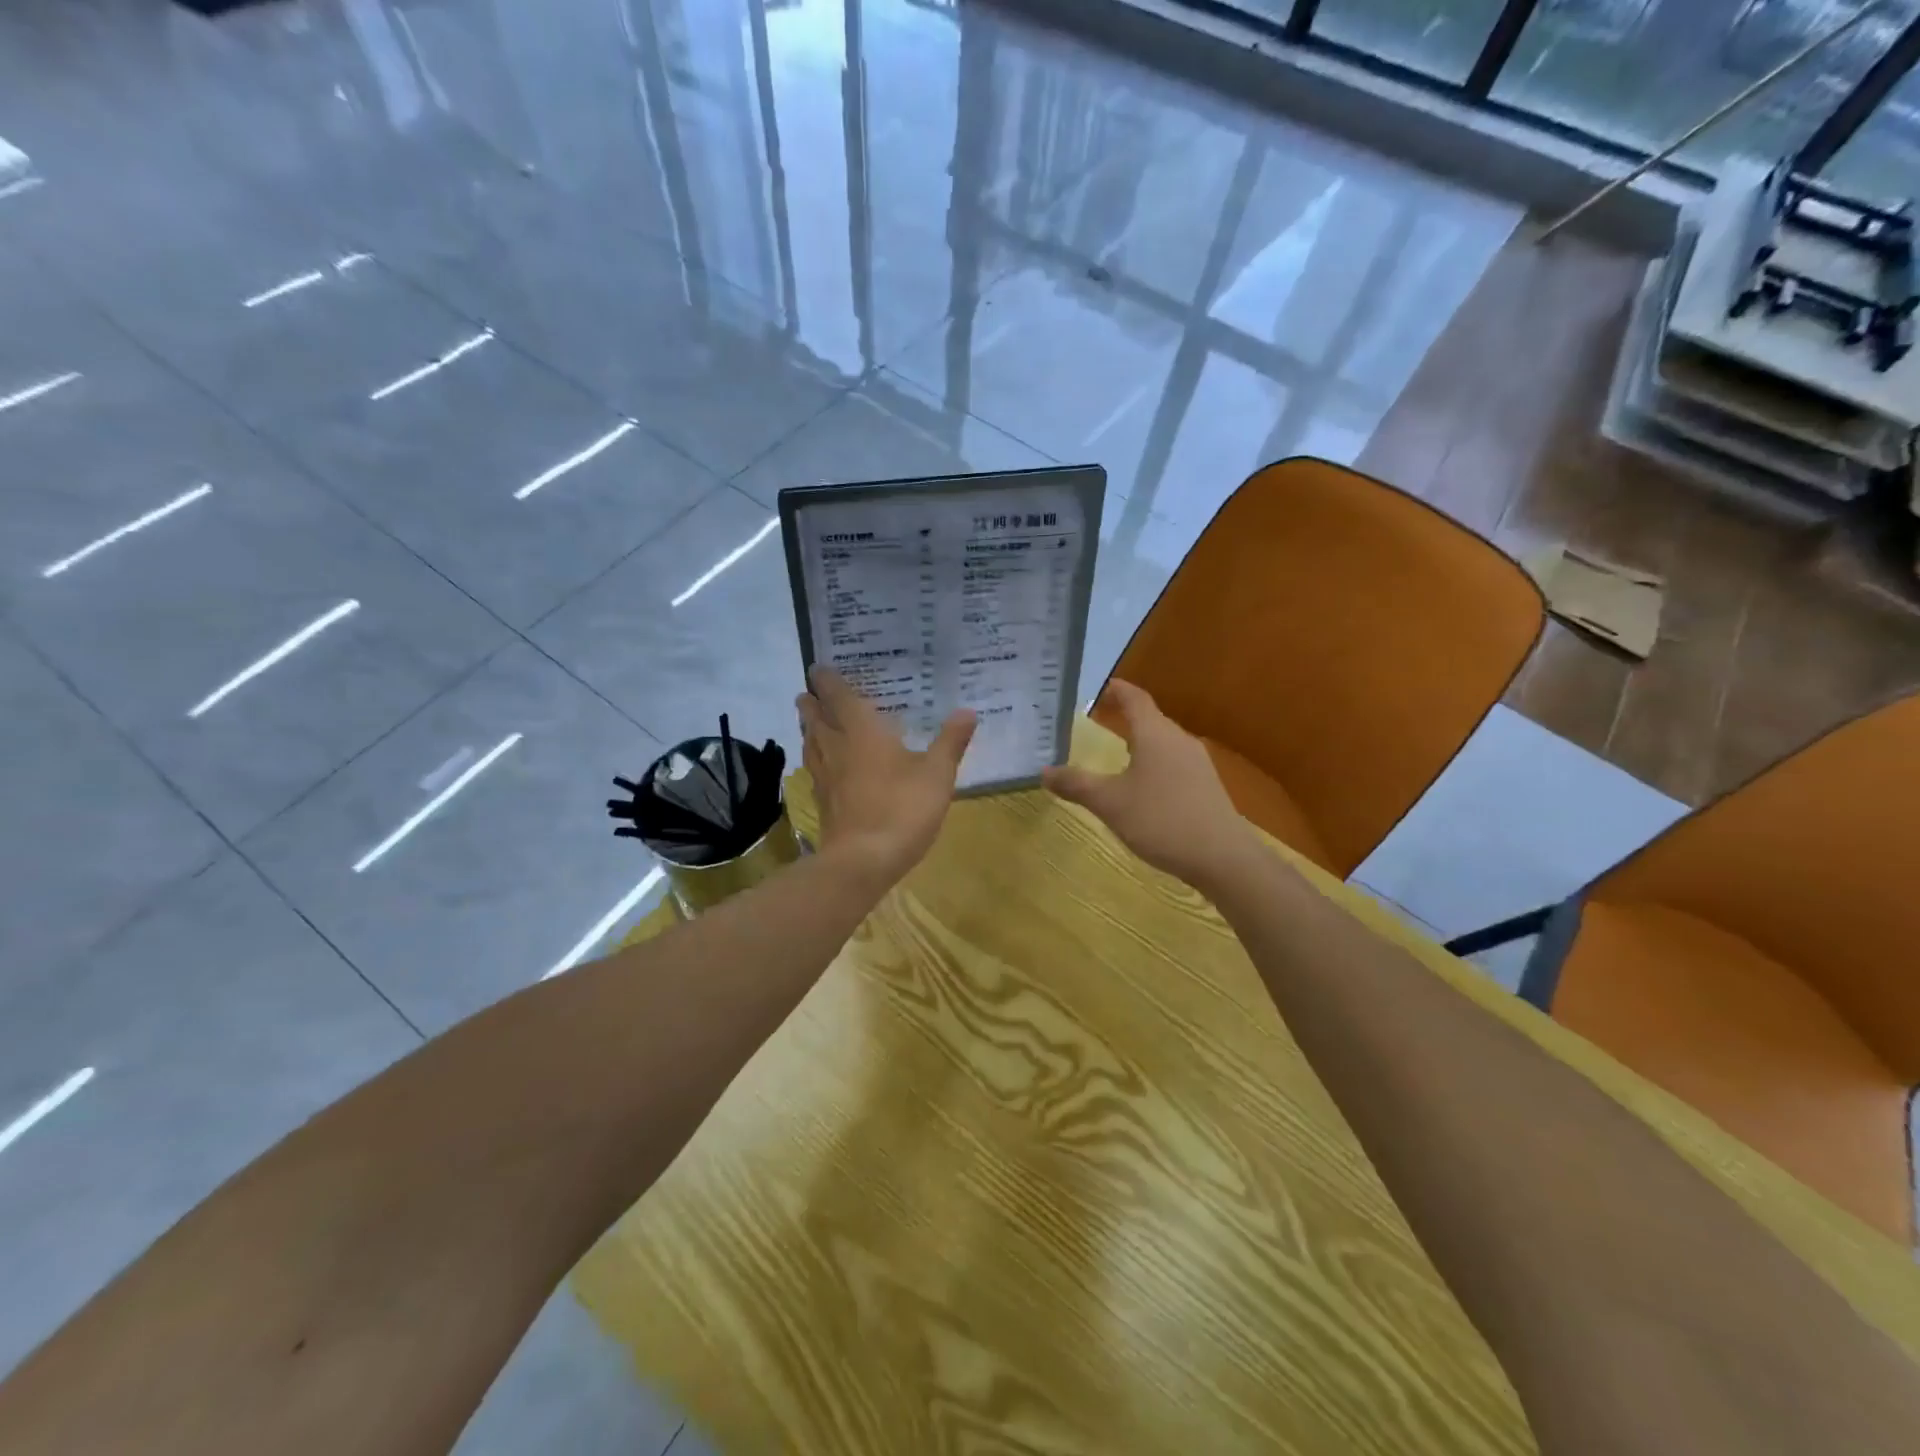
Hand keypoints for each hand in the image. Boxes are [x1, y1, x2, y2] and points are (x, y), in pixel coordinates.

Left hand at [797, 666, 975, 884]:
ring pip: (810, 741)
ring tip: (814, 721)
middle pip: (814, 716)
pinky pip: (814, 767)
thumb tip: (967, 711)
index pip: (836, 695)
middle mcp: (835, 746)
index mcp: (860, 730)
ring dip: (809, 727)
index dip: (826, 679)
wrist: (863, 860)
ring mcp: (824, 775)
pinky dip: (815, 756)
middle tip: (812, 692)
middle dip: (812, 702)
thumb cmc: (902, 808)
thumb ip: (951, 741)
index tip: (818, 667)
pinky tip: (824, 765)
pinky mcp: (822, 800)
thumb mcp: (937, 774)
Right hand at [1042, 680, 1260, 891]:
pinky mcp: (1207, 787)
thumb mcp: (1110, 803)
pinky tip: (1145, 788)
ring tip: (1119, 754)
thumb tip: (1044, 771)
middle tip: (1101, 721)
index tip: (1102, 686)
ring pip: (1164, 743)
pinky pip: (1174, 764)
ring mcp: (1198, 764)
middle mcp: (1179, 741)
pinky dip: (1155, 765)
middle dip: (1127, 718)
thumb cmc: (1161, 820)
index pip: (1135, 699)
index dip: (1118, 690)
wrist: (1222, 858)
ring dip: (1141, 743)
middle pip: (1151, 719)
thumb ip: (1076, 785)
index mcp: (1155, 735)